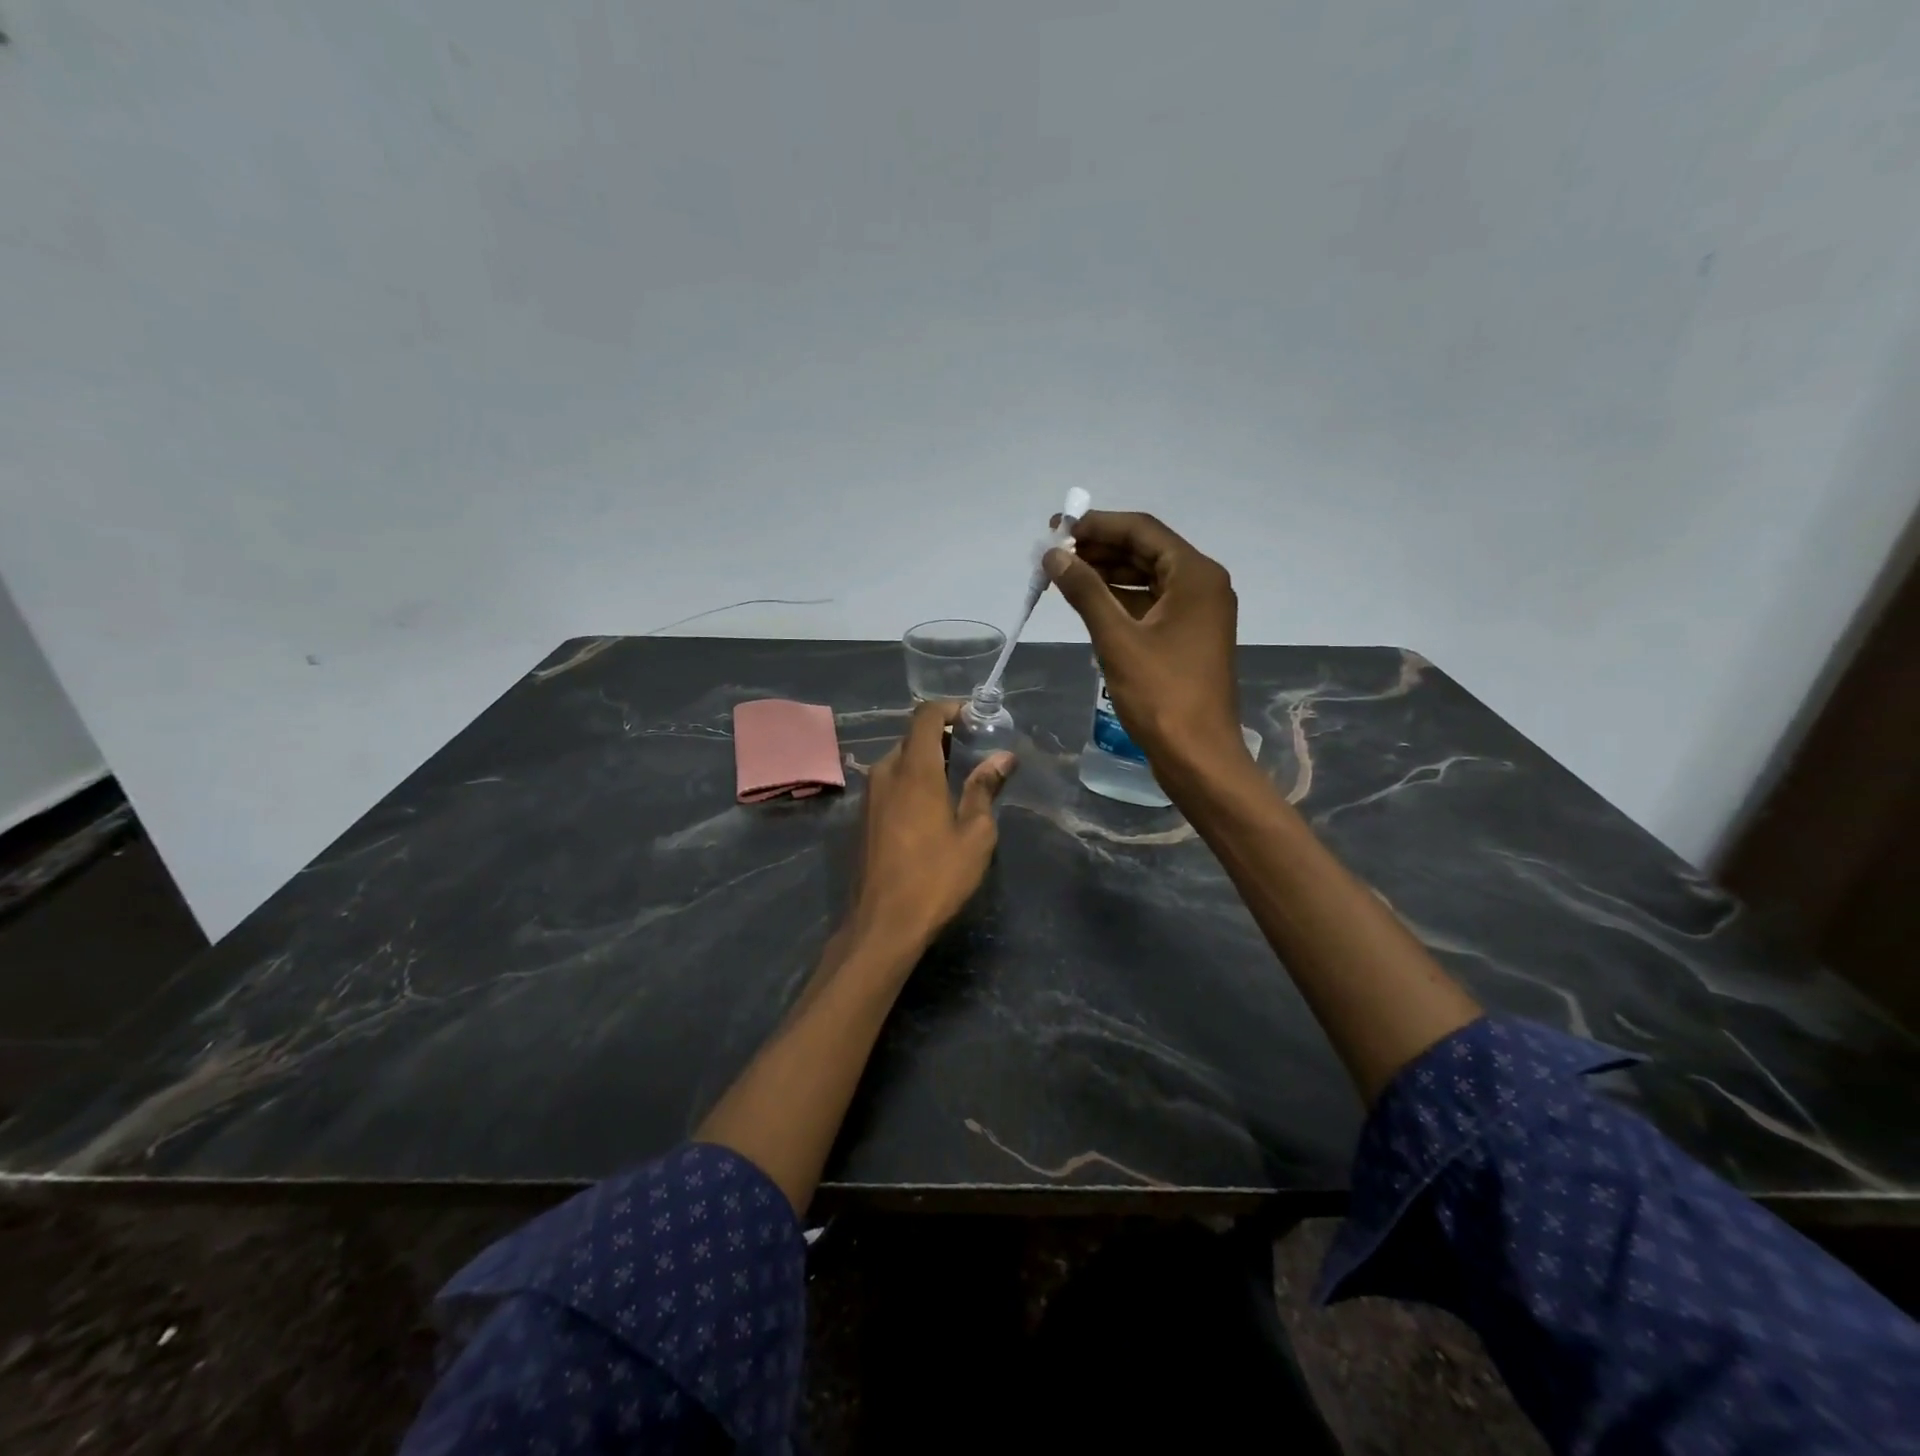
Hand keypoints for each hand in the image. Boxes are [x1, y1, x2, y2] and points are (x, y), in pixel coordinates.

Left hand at [846, 701, 1015, 957]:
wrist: (882, 923)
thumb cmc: (936, 877)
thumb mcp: (974, 834)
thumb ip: (985, 789)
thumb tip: (1003, 758)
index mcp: (914, 771)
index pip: (926, 717)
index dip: (950, 708)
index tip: (974, 717)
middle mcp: (885, 773)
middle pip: (912, 738)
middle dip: (942, 737)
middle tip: (972, 751)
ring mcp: (869, 796)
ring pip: (898, 761)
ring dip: (925, 760)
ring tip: (955, 780)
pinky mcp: (862, 817)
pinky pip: (888, 783)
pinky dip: (910, 781)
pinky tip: (929, 807)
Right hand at [1046, 511, 1245, 772]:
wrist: (1198, 754)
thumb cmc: (1161, 694)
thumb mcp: (1117, 638)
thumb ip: (1085, 591)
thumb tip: (1054, 556)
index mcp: (1195, 576)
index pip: (1142, 531)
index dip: (1097, 525)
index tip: (1057, 529)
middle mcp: (1202, 585)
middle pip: (1146, 551)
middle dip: (1099, 549)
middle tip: (1054, 554)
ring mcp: (1197, 613)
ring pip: (1147, 578)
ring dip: (1107, 574)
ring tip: (1063, 576)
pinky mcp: (1188, 637)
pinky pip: (1151, 604)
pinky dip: (1120, 600)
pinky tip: (1088, 603)